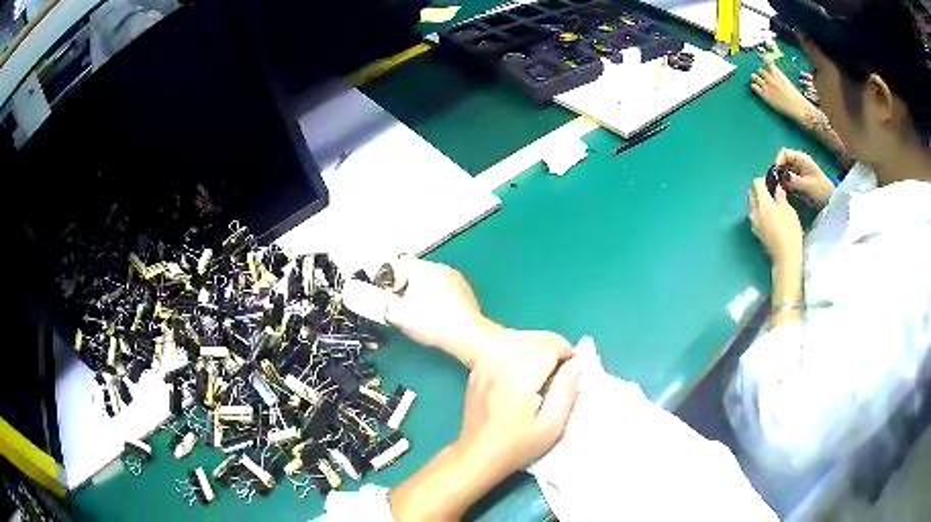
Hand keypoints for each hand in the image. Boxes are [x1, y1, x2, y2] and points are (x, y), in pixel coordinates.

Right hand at [385, 257, 501, 365]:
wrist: (467, 335)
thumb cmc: (431, 321)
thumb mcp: (397, 314)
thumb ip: (384, 304)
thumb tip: (383, 300)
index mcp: (423, 268)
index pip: (397, 264)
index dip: (386, 279)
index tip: (383, 294)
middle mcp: (440, 267)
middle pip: (414, 271)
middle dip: (404, 286)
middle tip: (399, 305)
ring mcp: (456, 278)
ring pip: (430, 281)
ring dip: (421, 292)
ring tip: (417, 312)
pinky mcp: (466, 291)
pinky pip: (444, 290)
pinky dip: (436, 298)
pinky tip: (435, 314)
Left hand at [455, 334, 582, 479]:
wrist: (477, 455)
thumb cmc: (518, 446)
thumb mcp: (550, 427)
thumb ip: (566, 391)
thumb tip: (577, 364)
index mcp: (521, 381)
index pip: (548, 348)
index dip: (567, 352)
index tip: (575, 365)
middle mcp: (501, 368)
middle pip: (531, 340)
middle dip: (553, 345)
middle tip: (564, 362)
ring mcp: (485, 368)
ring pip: (514, 339)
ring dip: (534, 343)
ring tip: (546, 360)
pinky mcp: (477, 371)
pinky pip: (498, 346)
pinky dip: (514, 346)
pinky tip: (522, 361)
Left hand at [749, 177, 803, 267]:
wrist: (785, 257)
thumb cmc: (789, 231)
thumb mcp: (788, 209)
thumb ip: (780, 196)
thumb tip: (776, 188)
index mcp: (761, 202)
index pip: (756, 183)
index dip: (764, 180)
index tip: (773, 183)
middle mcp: (753, 211)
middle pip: (752, 193)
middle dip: (761, 190)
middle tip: (773, 194)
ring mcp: (753, 223)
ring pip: (753, 205)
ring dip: (760, 202)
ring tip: (773, 206)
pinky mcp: (755, 232)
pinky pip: (755, 216)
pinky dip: (761, 212)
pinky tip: (771, 217)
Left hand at [750, 63, 812, 122]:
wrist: (797, 107)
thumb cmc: (794, 96)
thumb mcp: (786, 82)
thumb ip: (778, 77)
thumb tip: (772, 75)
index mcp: (777, 73)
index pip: (767, 60)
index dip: (762, 57)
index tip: (759, 56)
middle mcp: (770, 77)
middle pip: (759, 70)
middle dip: (760, 73)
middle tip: (762, 78)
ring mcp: (767, 86)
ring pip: (754, 76)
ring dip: (755, 78)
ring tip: (758, 82)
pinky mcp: (764, 94)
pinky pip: (753, 86)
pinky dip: (753, 86)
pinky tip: (756, 88)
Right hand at [775, 148, 834, 206]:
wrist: (831, 201)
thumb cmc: (821, 191)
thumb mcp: (807, 185)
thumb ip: (793, 180)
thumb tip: (779, 176)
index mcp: (801, 158)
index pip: (784, 153)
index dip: (778, 161)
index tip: (776, 175)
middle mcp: (798, 162)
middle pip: (783, 162)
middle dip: (779, 172)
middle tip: (777, 185)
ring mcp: (798, 171)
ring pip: (784, 171)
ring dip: (781, 179)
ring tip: (781, 190)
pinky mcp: (798, 180)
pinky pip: (788, 179)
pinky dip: (785, 184)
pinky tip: (785, 192)